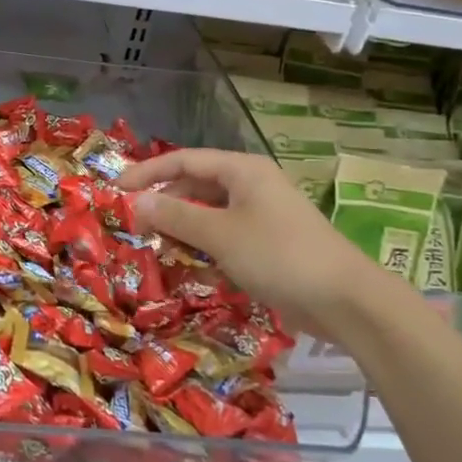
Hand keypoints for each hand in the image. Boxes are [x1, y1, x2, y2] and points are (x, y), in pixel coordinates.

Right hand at [120, 148, 383, 330]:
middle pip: (196, 187)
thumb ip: (175, 215)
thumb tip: (136, 201)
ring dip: (182, 231)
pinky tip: (190, 269)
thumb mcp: (219, 234)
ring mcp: (262, 216)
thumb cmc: (277, 254)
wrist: (344, 300)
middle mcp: (251, 186)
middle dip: (164, 205)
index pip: (184, 160)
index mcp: (241, 170)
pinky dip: (205, 250)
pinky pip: (225, 238)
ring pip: (209, 215)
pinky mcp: (268, 245)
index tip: (116, 190)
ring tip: (155, 249)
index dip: (148, 172)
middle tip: (134, 227)